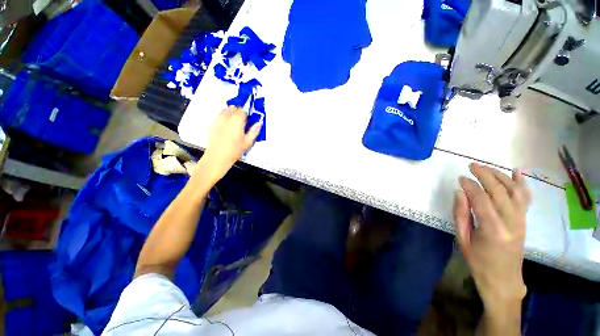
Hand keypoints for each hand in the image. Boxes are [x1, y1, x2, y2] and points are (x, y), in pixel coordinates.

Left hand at [193, 106, 261, 183]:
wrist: (217, 157)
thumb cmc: (234, 151)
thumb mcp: (248, 142)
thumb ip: (254, 131)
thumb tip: (259, 123)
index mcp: (236, 121)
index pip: (242, 111)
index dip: (246, 115)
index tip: (248, 121)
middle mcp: (226, 118)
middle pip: (233, 108)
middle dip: (238, 112)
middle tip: (242, 122)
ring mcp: (217, 121)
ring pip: (224, 111)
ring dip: (230, 113)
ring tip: (234, 123)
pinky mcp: (212, 125)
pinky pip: (218, 117)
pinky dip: (223, 118)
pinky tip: (226, 127)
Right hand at [453, 163, 530, 309]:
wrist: (503, 278)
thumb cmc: (478, 261)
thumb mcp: (463, 238)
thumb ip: (461, 214)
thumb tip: (460, 192)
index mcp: (492, 229)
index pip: (481, 200)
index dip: (470, 186)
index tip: (460, 178)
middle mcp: (510, 222)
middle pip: (499, 192)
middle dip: (485, 175)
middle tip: (472, 166)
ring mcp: (521, 220)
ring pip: (514, 192)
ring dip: (500, 176)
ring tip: (487, 167)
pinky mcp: (524, 220)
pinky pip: (525, 198)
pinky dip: (521, 183)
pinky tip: (517, 171)